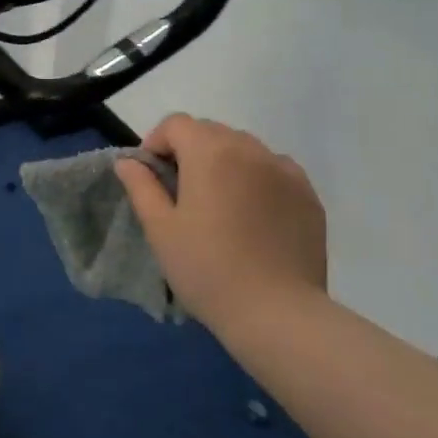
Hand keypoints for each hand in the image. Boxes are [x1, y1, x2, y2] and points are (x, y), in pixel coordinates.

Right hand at [114, 113, 326, 326]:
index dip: (157, 142)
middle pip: (211, 132)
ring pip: (244, 148)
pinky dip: (257, 179)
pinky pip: (274, 170)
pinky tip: (253, 214)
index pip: (176, 124)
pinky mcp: (308, 194)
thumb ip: (141, 186)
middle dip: (190, 151)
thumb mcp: (160, 229)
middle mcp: (250, 149)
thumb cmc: (207, 269)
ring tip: (219, 204)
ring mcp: (284, 170)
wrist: (277, 313)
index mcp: (210, 152)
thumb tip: (128, 162)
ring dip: (224, 162)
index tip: (152, 176)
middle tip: (182, 192)